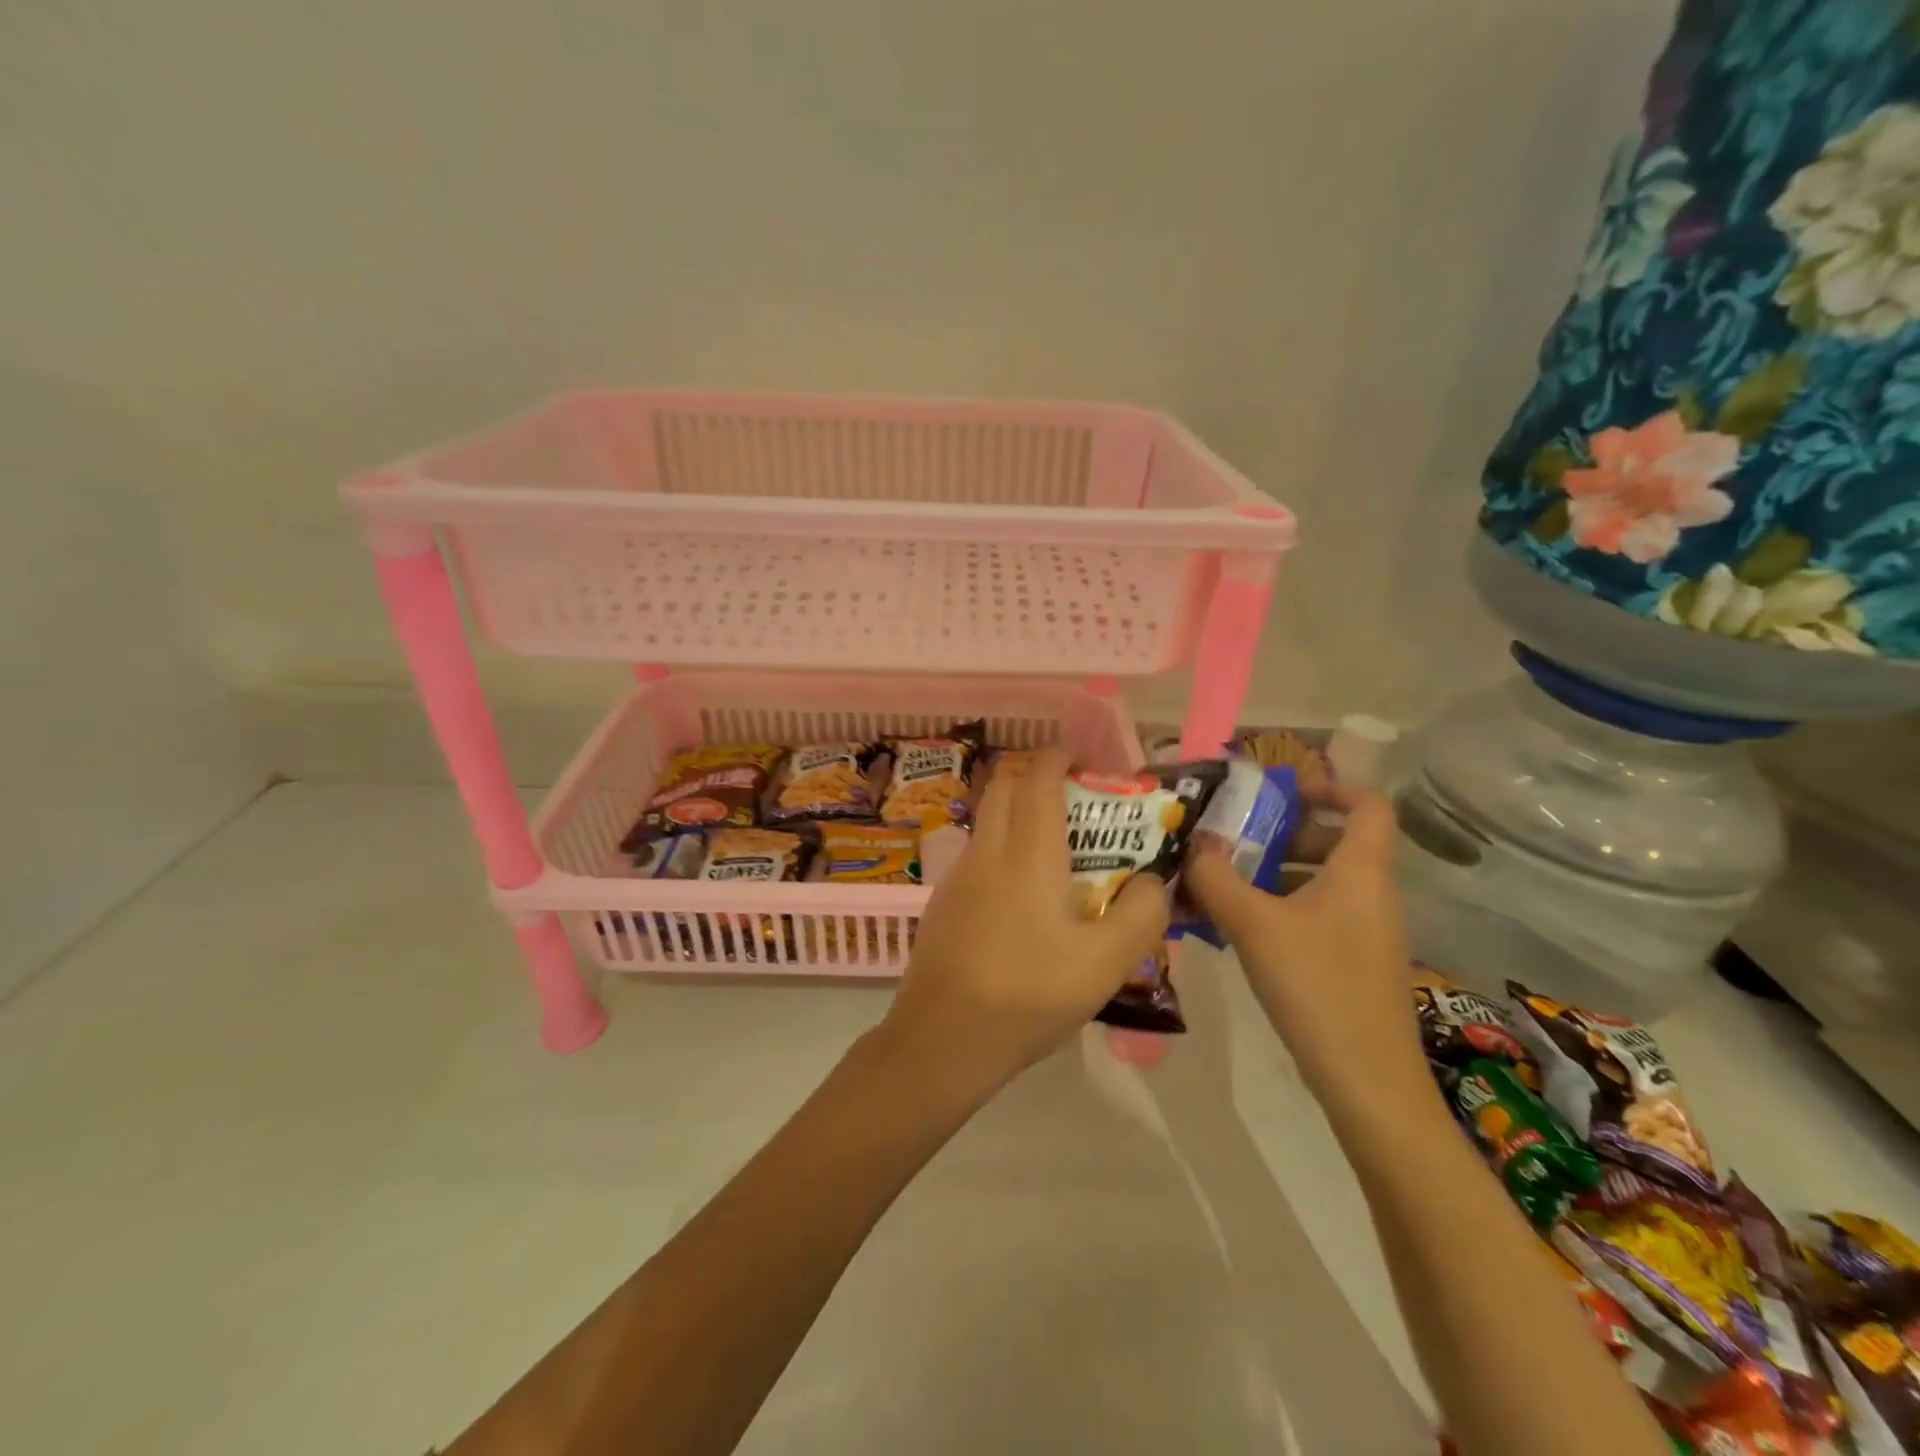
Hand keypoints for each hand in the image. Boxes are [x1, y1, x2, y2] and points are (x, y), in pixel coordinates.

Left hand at [878, 749, 1170, 1095]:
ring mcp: (957, 876)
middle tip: (1077, 803)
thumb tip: (1151, 881)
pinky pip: (977, 854)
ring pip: (987, 820)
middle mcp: (986, 851)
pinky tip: (1024, 900)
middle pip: (1004, 786)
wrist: (941, 1040)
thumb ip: (1141, 914)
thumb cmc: (1028, 996)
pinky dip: (1003, 848)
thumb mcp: (1105, 965)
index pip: (1037, 777)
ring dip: (1018, 813)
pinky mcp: (943, 902)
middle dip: (1038, 777)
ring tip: (1058, 852)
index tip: (1086, 764)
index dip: (1059, 757)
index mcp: (1027, 853)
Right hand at [1182, 783, 1430, 1120]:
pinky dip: (1283, 907)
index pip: (1368, 804)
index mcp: (1361, 871)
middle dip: (1285, 833)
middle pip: (1338, 841)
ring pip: (1324, 880)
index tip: (1282, 790)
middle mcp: (1372, 894)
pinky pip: (1319, 914)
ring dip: (1277, 872)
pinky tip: (1240, 926)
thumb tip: (1193, 847)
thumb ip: (1217, 879)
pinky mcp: (1354, 962)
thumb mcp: (1255, 925)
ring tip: (1225, 880)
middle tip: (1236, 839)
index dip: (1331, 786)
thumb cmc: (1318, 986)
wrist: (1368, 1082)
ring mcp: (1367, 931)